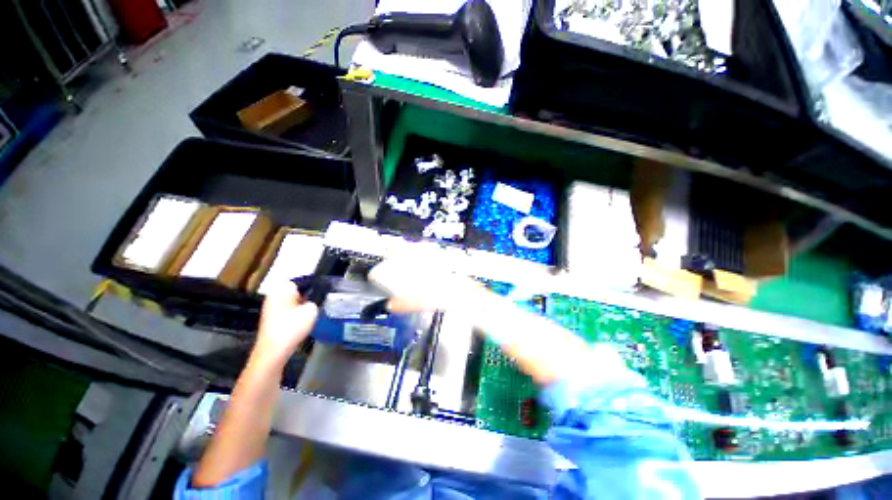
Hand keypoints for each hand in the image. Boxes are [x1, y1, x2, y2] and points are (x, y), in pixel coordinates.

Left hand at [251, 283, 318, 368]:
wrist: (274, 351)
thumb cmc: (292, 327)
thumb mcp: (311, 310)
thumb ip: (316, 299)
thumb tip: (316, 297)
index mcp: (282, 289)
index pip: (303, 280)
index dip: (315, 284)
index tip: (325, 290)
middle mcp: (274, 295)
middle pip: (297, 290)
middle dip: (309, 294)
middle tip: (321, 300)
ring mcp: (271, 307)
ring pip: (293, 300)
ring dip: (303, 304)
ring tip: (315, 310)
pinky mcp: (272, 319)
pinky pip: (288, 310)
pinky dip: (297, 313)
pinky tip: (304, 320)